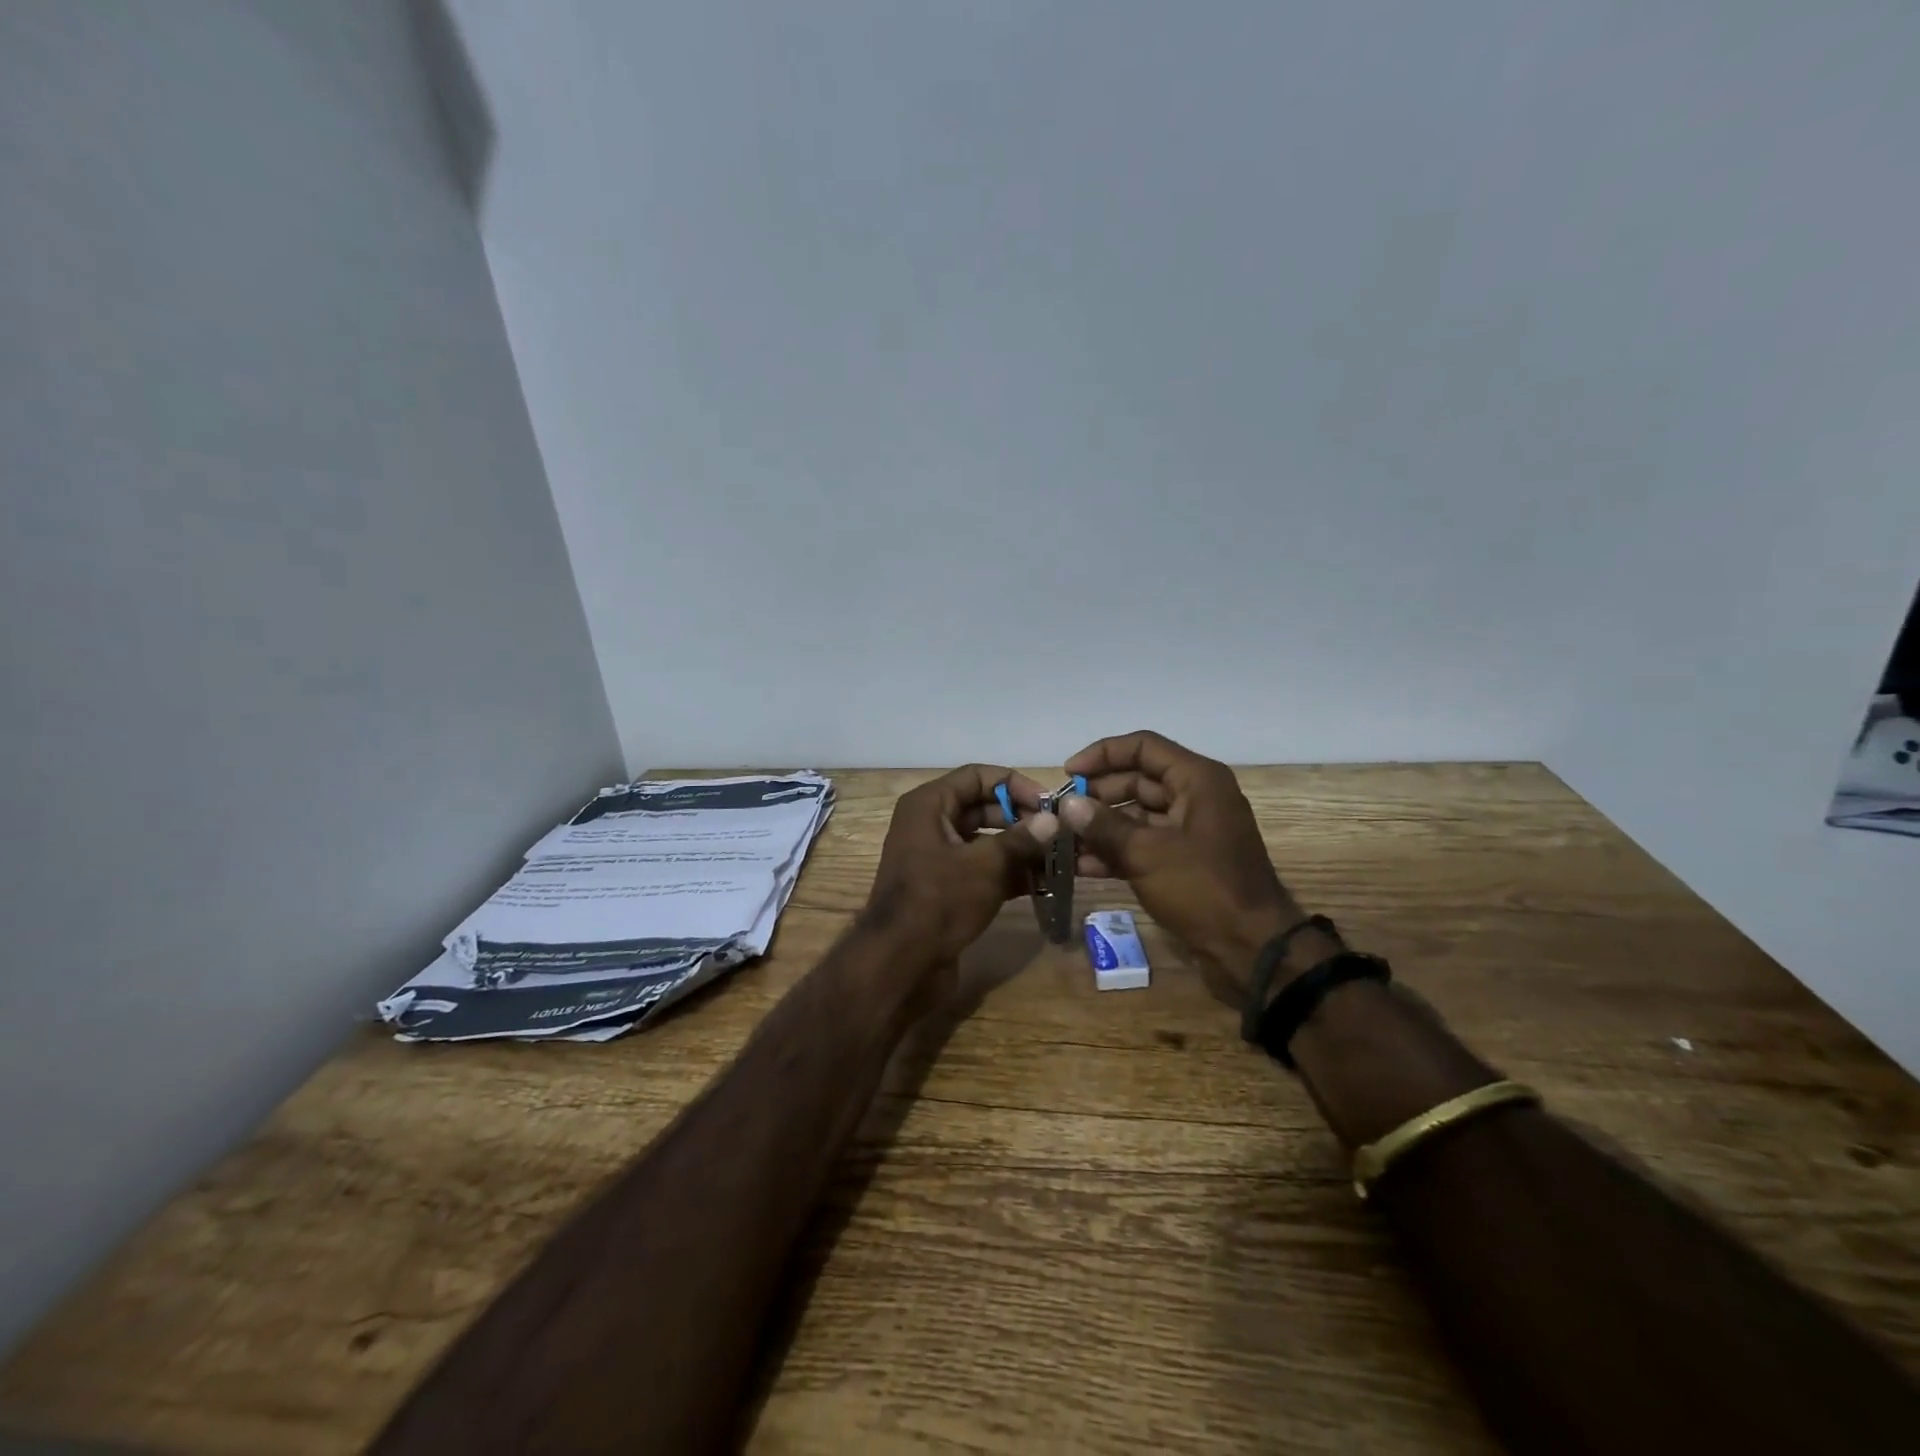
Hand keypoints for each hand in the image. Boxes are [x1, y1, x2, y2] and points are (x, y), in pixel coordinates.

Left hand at [860, 764, 1055, 969]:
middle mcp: (930, 825)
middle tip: (1060, 834)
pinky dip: (1009, 874)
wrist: (899, 964)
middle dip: (1022, 819)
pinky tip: (1044, 885)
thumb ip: (1021, 839)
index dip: (1015, 785)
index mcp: (929, 805)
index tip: (1050, 804)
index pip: (978, 776)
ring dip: (1020, 850)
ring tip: (1060, 859)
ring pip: (985, 842)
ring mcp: (936, 859)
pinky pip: (981, 870)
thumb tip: (1053, 819)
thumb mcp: (985, 865)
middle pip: (983, 808)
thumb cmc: (939, 900)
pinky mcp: (945, 889)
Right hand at [1062, 731, 1307, 1007]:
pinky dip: (1115, 851)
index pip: (1143, 747)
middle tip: (1060, 812)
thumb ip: (1103, 826)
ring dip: (1101, 826)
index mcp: (1197, 780)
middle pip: (1137, 780)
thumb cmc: (1203, 889)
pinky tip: (1082, 866)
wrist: (1252, 949)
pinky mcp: (1184, 861)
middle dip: (1097, 795)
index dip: (1102, 754)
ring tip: (1063, 840)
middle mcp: (1196, 797)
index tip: (1068, 774)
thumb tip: (1067, 804)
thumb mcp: (1147, 854)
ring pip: (1137, 815)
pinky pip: (1144, 844)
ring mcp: (1190, 831)